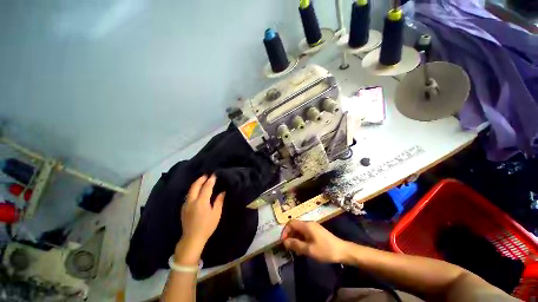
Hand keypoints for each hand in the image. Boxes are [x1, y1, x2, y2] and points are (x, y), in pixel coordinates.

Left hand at [180, 175, 224, 248]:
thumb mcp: (216, 214)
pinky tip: (196, 191)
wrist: (192, 238)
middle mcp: (192, 201)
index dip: (211, 180)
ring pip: (190, 190)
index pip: (206, 187)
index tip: (214, 175)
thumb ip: (219, 201)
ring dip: (196, 183)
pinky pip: (188, 195)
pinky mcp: (183, 208)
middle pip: (195, 186)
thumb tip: (222, 191)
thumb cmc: (207, 226)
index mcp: (201, 202)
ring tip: (202, 180)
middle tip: (207, 175)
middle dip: (201, 179)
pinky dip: (193, 190)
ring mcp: (186, 204)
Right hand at [281, 220, 347, 262]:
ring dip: (295, 238)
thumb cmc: (325, 250)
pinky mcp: (317, 231)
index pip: (291, 223)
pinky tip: (303, 248)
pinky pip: (305, 233)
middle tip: (288, 247)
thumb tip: (284, 242)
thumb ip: (296, 245)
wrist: (342, 250)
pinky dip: (301, 239)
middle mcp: (309, 223)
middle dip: (290, 235)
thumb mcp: (309, 249)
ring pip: (300, 230)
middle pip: (295, 226)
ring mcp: (313, 227)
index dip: (285, 231)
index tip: (284, 242)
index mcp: (306, 225)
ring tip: (295, 250)